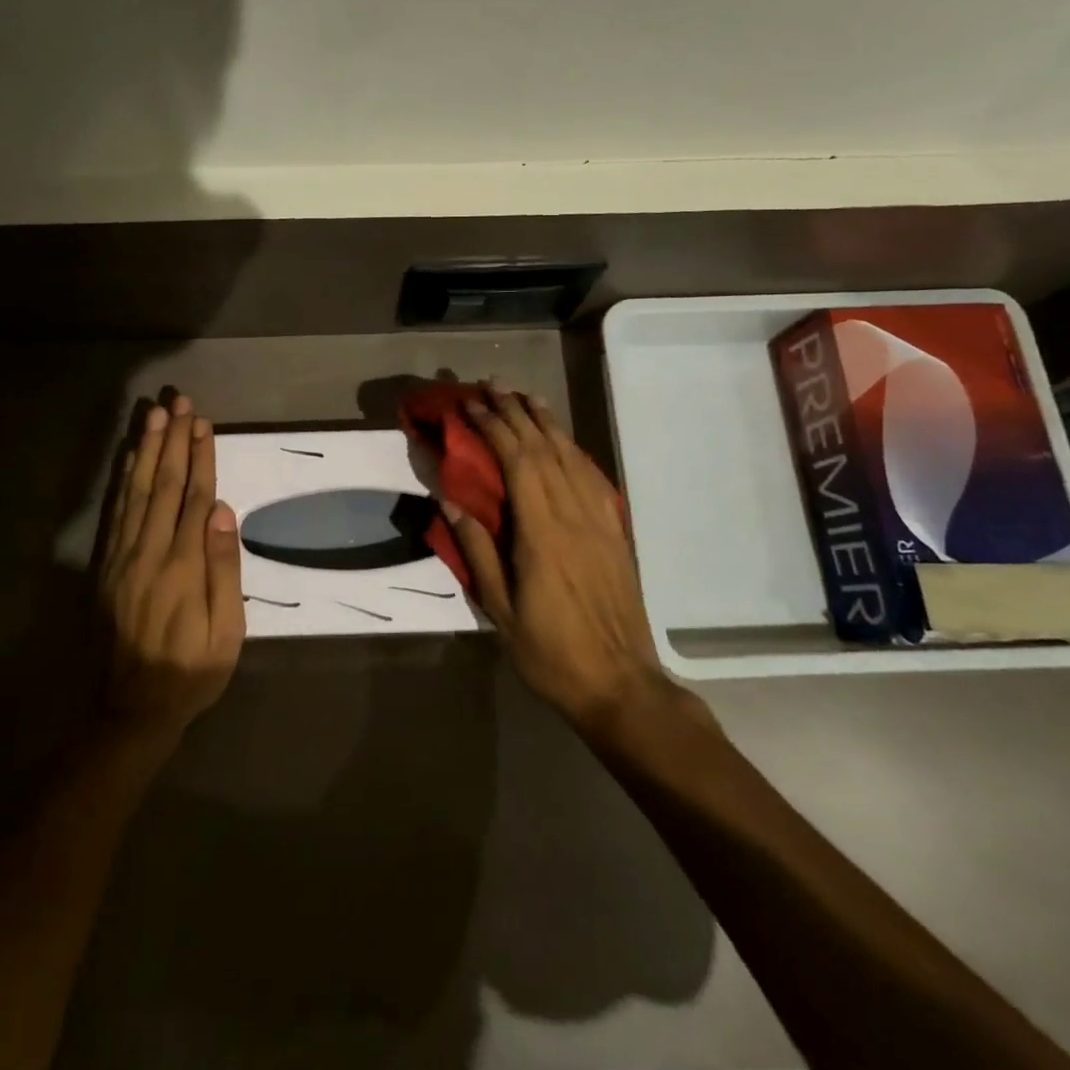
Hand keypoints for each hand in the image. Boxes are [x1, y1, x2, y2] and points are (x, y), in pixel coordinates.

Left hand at [96, 395, 245, 746]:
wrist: (133, 708)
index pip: (194, 496)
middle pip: (164, 484)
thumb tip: (222, 511)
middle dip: (173, 440)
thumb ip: (223, 568)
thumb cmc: (192, 670)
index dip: (200, 457)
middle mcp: (150, 551)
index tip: (203, 422)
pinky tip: (130, 458)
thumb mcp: (226, 631)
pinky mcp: (107, 566)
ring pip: (137, 491)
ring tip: (155, 415)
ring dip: (147, 450)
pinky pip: (116, 513)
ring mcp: (123, 557)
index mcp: (183, 565)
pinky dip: (123, 480)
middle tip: (178, 402)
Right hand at [443, 385, 667, 733]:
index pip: (517, 462)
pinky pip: (594, 478)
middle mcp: (574, 515)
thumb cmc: (550, 652)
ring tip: (526, 397)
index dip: (493, 428)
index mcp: (542, 533)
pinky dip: (574, 450)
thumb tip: (449, 500)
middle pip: (544, 449)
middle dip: (516, 412)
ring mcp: (600, 522)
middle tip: (492, 385)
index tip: (469, 406)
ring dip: (547, 423)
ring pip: (572, 457)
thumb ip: (476, 550)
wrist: (620, 684)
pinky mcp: (615, 533)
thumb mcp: (500, 609)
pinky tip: (564, 441)